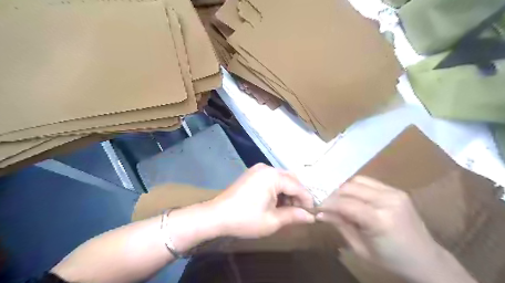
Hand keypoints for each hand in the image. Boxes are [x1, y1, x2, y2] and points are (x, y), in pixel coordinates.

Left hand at [210, 163, 313, 238]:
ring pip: (281, 178)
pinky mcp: (252, 173)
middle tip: (299, 212)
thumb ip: (294, 216)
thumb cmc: (245, 219)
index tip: (311, 213)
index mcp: (273, 176)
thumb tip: (310, 217)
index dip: (307, 200)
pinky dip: (277, 189)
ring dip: (287, 192)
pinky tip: (275, 202)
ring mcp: (258, 169)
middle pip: (291, 179)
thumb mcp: (272, 221)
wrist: (216, 215)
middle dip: (297, 195)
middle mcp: (267, 168)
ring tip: (287, 209)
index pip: (298, 186)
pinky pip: (271, 178)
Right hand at [317, 177, 442, 280]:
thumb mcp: (360, 248)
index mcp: (381, 221)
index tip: (315, 205)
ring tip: (337, 200)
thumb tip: (320, 212)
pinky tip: (351, 197)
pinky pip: (368, 182)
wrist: (426, 259)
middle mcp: (388, 201)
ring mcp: (394, 192)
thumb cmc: (390, 259)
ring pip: (357, 181)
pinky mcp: (396, 190)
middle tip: (324, 203)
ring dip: (343, 189)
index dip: (327, 203)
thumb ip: (340, 225)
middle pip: (349, 188)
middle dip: (333, 194)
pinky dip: (355, 187)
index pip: (346, 204)